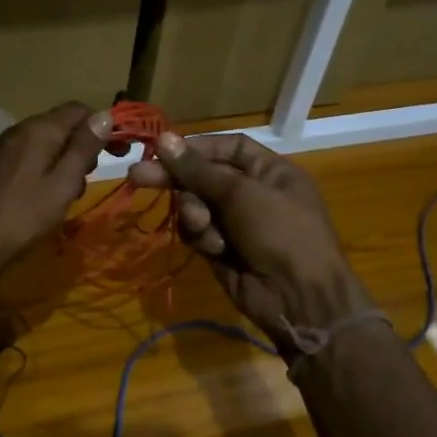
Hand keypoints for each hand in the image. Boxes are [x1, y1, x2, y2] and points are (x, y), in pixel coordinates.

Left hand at [0, 103, 114, 281]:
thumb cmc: (20, 216)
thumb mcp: (62, 184)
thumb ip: (83, 149)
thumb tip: (105, 115)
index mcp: (39, 130)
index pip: (79, 110)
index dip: (104, 126)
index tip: (122, 152)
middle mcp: (20, 131)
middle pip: (62, 126)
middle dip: (84, 148)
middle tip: (90, 180)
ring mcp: (4, 149)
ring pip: (46, 145)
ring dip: (65, 164)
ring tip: (68, 196)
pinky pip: (30, 160)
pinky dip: (46, 173)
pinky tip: (45, 200)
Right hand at [130, 131, 374, 356]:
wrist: (299, 299)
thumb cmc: (280, 232)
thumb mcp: (241, 194)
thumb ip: (198, 169)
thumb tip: (163, 138)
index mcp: (270, 171)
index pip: (228, 148)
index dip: (197, 147)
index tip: (163, 149)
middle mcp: (253, 193)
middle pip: (204, 176)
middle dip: (176, 178)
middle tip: (138, 176)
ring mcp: (237, 223)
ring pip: (196, 205)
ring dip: (194, 213)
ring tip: (202, 226)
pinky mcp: (222, 249)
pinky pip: (198, 233)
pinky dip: (202, 238)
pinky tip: (215, 249)